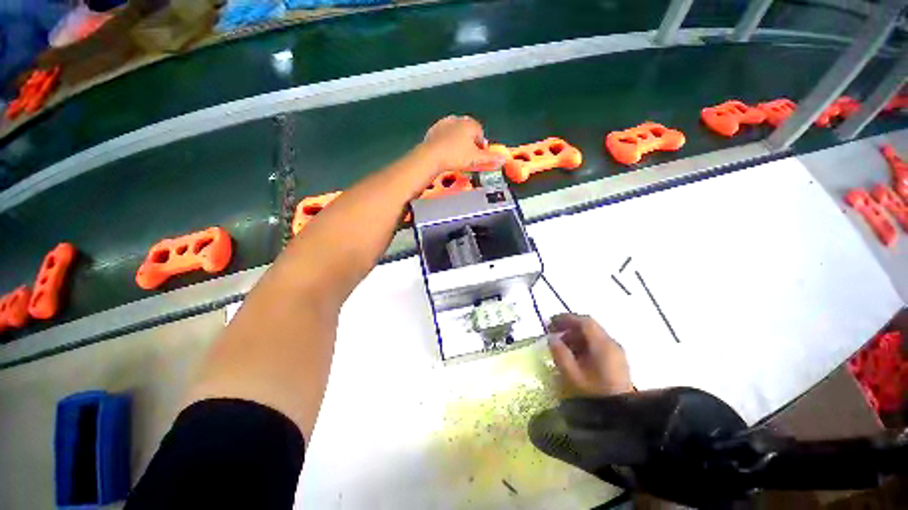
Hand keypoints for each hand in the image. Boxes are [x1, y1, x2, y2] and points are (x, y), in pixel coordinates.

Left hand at [418, 115, 506, 174]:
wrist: (431, 156)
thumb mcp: (476, 159)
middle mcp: (458, 119)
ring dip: (458, 142)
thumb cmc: (456, 156)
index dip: (480, 146)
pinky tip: (445, 152)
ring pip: (456, 133)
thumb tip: (504, 159)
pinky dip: (446, 142)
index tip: (478, 157)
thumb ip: (490, 158)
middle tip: (468, 157)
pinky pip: (444, 135)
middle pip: (468, 132)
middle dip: (470, 143)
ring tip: (457, 156)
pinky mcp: (434, 129)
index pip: (480, 133)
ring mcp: (445, 123)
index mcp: (470, 124)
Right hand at [548, 314, 632, 396]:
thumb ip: (560, 353)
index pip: (585, 322)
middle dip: (569, 327)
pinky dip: (583, 345)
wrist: (621, 418)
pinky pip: (598, 345)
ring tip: (561, 345)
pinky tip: (574, 356)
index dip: (566, 318)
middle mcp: (612, 344)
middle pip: (589, 327)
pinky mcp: (617, 362)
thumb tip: (551, 338)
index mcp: (603, 345)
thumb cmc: (594, 395)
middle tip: (552, 332)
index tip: (550, 322)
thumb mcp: (572, 375)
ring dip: (575, 336)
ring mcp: (616, 353)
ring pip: (593, 336)